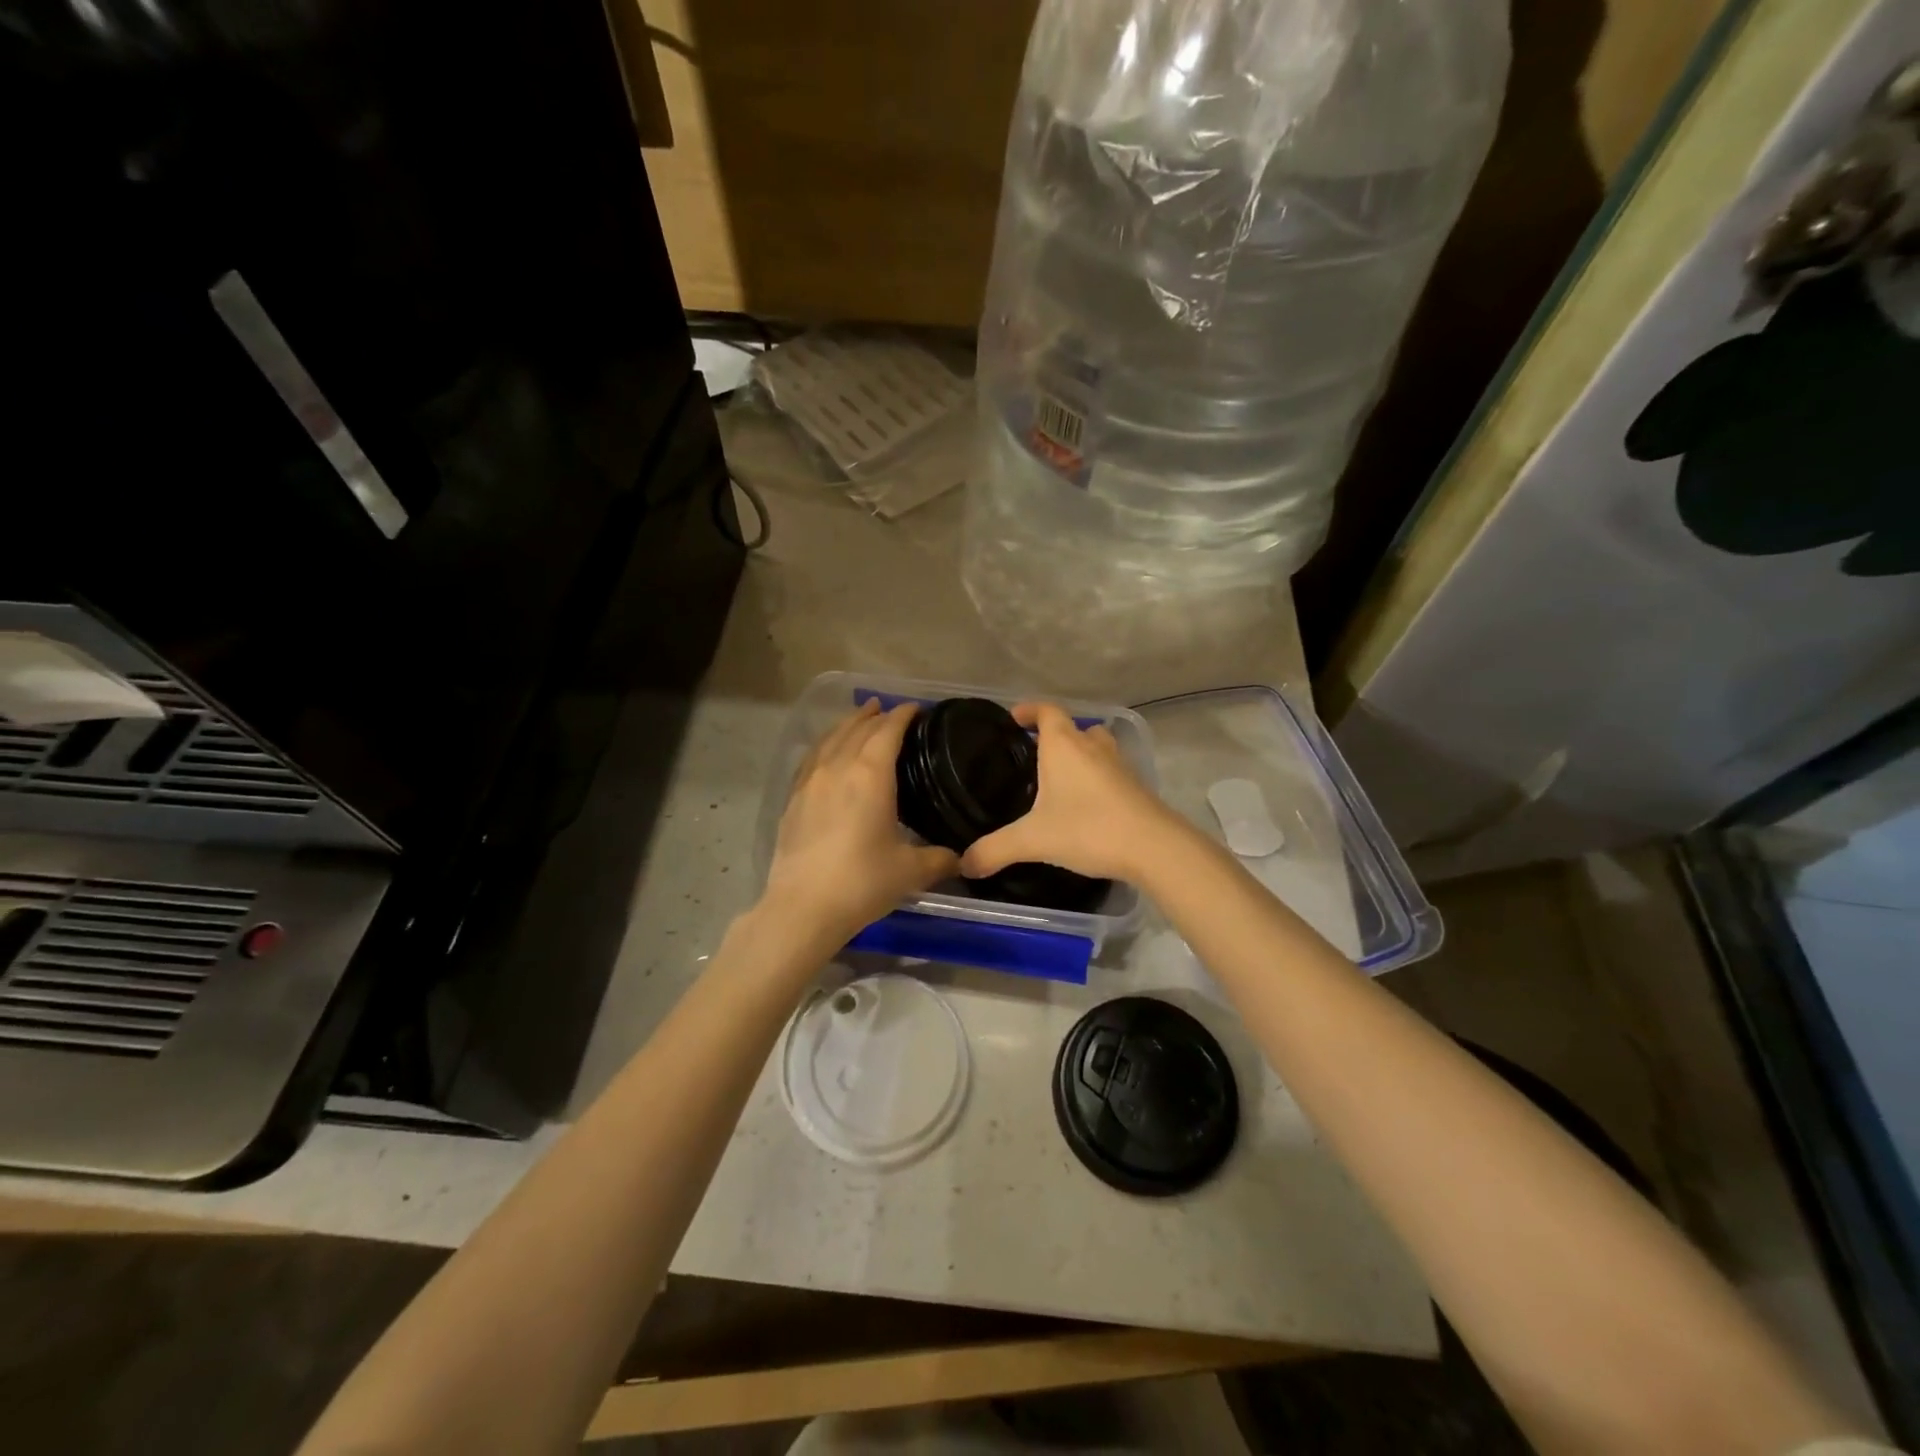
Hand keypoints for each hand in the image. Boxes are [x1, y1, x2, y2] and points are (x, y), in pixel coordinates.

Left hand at [759, 701, 959, 948]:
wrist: (803, 907)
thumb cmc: (863, 882)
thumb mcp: (912, 871)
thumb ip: (940, 859)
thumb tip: (961, 858)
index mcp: (870, 774)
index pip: (888, 730)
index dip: (903, 715)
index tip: (916, 709)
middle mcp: (838, 767)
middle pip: (857, 728)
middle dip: (876, 716)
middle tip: (890, 711)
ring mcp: (810, 781)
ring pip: (830, 739)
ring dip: (848, 724)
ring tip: (860, 718)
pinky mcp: (793, 800)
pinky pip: (811, 758)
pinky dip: (825, 745)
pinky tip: (827, 753)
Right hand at [960, 703, 1176, 882]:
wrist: (1153, 847)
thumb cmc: (1087, 829)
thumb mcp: (1033, 840)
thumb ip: (994, 850)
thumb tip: (963, 864)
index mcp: (1063, 745)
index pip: (1046, 710)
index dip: (1028, 710)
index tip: (1013, 719)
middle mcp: (1092, 746)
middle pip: (1072, 727)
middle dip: (1052, 736)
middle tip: (1031, 756)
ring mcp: (1118, 765)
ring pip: (1095, 747)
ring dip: (1078, 754)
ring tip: (1057, 778)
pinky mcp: (1135, 786)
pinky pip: (1109, 771)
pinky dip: (1095, 777)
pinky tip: (1084, 804)